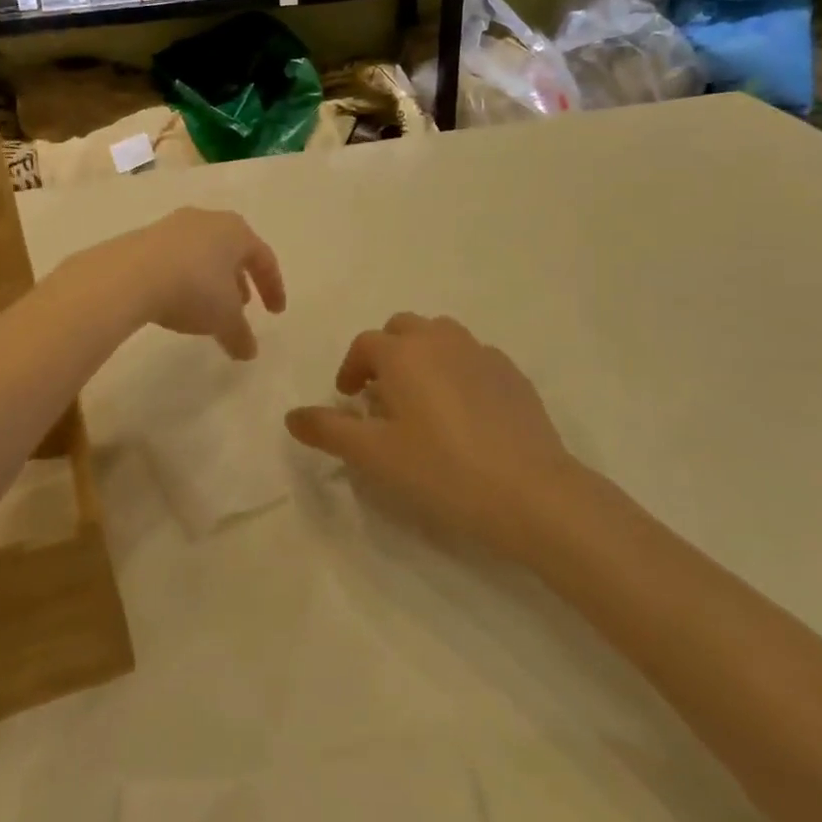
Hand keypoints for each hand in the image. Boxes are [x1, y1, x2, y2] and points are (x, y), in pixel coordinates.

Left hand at [81, 207, 285, 359]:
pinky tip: (177, 300)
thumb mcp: (224, 319)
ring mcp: (174, 225)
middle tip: (244, 305)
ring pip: (203, 252)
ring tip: (209, 306)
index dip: (273, 287)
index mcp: (236, 231)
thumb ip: (240, 335)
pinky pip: (175, 258)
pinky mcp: (145, 237)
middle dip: (240, 279)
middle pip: (232, 250)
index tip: (275, 312)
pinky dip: (184, 277)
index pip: (264, 258)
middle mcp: (208, 220)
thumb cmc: (193, 289)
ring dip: (211, 279)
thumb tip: (249, 351)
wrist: (130, 275)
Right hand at [285, 313, 571, 560]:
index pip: (365, 345)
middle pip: (403, 329)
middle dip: (386, 353)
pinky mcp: (512, 374)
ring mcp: (481, 353)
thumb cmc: (440, 470)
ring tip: (422, 398)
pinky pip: (473, 358)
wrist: (530, 492)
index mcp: (403, 353)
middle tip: (382, 394)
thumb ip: (327, 430)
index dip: (350, 369)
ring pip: (441, 337)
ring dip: (423, 356)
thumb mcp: (372, 455)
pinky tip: (464, 412)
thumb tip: (291, 415)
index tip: (348, 400)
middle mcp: (441, 340)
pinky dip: (458, 371)